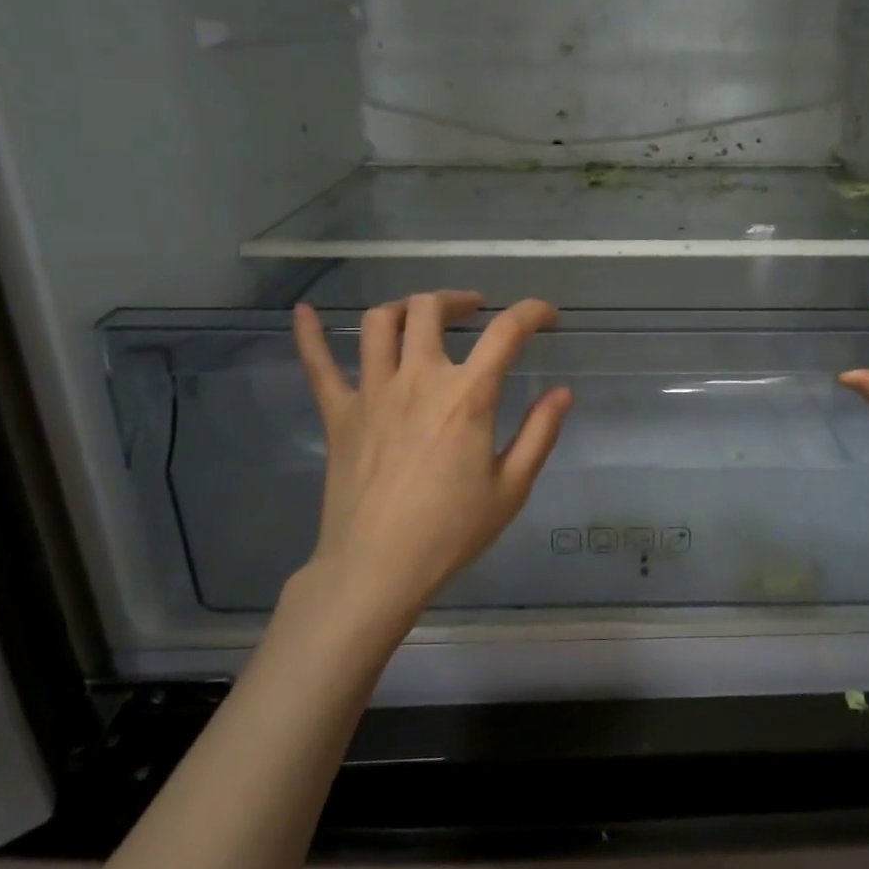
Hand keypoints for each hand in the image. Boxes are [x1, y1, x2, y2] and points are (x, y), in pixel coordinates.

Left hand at [286, 291, 572, 639]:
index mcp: (467, 396)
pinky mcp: (339, 414)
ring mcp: (372, 392)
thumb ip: (539, 433)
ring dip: (404, 309)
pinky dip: (310, 335)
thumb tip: (562, 393)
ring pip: (380, 323)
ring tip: (420, 317)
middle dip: (458, 300)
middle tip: (474, 312)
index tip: (547, 316)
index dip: (532, 312)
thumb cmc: (450, 531)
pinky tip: (305, 312)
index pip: (506, 332)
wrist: (377, 568)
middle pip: (430, 310)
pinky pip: (319, 365)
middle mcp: (419, 379)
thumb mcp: (512, 487)